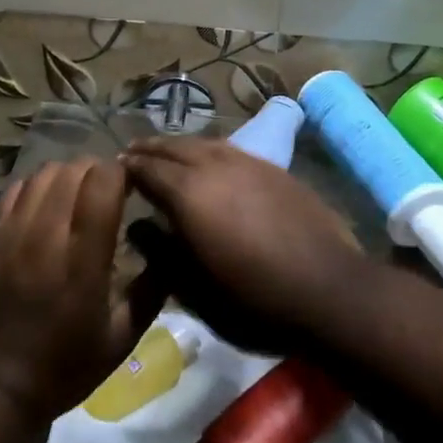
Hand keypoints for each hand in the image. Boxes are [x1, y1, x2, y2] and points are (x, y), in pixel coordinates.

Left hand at [0, 159, 163, 424]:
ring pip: (43, 173)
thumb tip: (171, 248)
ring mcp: (12, 232)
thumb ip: (152, 289)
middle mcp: (46, 234)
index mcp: (83, 258)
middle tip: (108, 192)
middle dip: (97, 172)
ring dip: (67, 175)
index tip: (132, 188)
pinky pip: (15, 189)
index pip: (103, 181)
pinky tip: (44, 206)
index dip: (121, 174)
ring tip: (77, 196)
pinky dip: (36, 187)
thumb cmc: (63, 367)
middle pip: (73, 169)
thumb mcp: (121, 338)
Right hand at [121, 136, 366, 351]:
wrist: (329, 289)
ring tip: (166, 149)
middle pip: (174, 148)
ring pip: (203, 142)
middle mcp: (214, 167)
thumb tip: (138, 226)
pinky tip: (209, 157)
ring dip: (179, 144)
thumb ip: (163, 254)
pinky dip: (208, 148)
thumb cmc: (255, 300)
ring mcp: (247, 163)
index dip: (128, 168)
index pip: (148, 170)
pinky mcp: (273, 168)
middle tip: (132, 151)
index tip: (113, 168)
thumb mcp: (197, 291)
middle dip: (150, 148)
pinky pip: (229, 147)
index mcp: (189, 195)